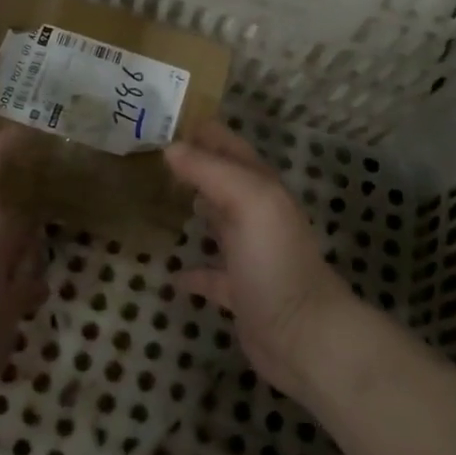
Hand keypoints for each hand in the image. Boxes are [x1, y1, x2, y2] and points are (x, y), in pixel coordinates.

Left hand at [0, 127, 48, 408]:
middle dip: (25, 192)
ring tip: (69, 218)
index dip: (6, 150)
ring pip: (15, 244)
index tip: (44, 135)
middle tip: (67, 175)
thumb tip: (17, 128)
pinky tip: (55, 269)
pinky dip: (39, 277)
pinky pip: (27, 284)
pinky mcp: (3, 306)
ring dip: (34, 237)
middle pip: (0, 205)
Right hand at [166, 120, 356, 397]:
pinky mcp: (239, 292)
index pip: (229, 146)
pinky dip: (194, 271)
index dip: (203, 130)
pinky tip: (172, 273)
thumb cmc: (276, 260)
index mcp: (261, 188)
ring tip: (159, 199)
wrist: (304, 335)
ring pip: (218, 222)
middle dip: (193, 164)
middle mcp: (256, 215)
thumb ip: (210, 170)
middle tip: (151, 155)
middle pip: (223, 180)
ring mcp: (249, 254)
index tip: (164, 119)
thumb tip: (171, 148)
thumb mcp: (249, 201)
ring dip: (195, 208)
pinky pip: (211, 275)